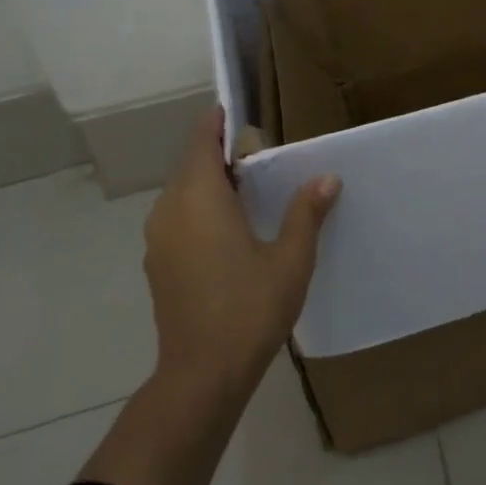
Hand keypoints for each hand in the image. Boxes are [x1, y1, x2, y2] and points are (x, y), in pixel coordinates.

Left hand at [140, 105, 340, 399]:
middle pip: (190, 166)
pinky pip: (178, 217)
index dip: (214, 123)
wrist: (201, 375)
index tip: (232, 109)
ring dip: (208, 181)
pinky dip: (199, 206)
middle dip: (217, 153)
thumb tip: (326, 178)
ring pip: (182, 193)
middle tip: (257, 151)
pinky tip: (229, 225)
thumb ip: (305, 213)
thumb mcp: (290, 258)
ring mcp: (159, 240)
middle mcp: (171, 212)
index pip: (201, 144)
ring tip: (247, 185)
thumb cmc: (249, 308)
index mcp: (200, 200)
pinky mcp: (159, 264)